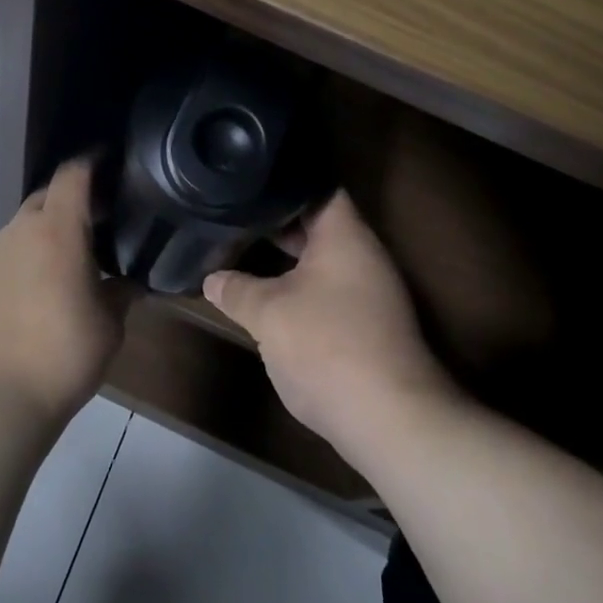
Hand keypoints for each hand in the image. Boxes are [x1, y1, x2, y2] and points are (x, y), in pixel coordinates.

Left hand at [0, 158, 129, 426]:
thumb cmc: (61, 356)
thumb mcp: (109, 327)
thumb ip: (121, 295)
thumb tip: (130, 283)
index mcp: (57, 232)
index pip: (73, 175)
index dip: (91, 163)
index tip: (107, 162)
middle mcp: (18, 232)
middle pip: (44, 198)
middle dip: (68, 203)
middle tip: (92, 226)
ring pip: (20, 231)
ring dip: (41, 238)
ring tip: (58, 270)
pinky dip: (17, 265)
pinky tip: (26, 300)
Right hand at [205, 192, 455, 456]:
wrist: (390, 420)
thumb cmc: (326, 346)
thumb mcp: (267, 314)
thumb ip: (236, 289)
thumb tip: (212, 278)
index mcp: (345, 235)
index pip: (318, 187)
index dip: (283, 182)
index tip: (249, 182)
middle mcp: (363, 255)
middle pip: (319, 224)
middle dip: (278, 223)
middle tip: (236, 216)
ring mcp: (371, 292)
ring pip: (323, 261)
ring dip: (288, 259)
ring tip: (245, 252)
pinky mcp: (369, 326)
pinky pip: (330, 290)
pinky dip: (301, 287)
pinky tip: (270, 298)